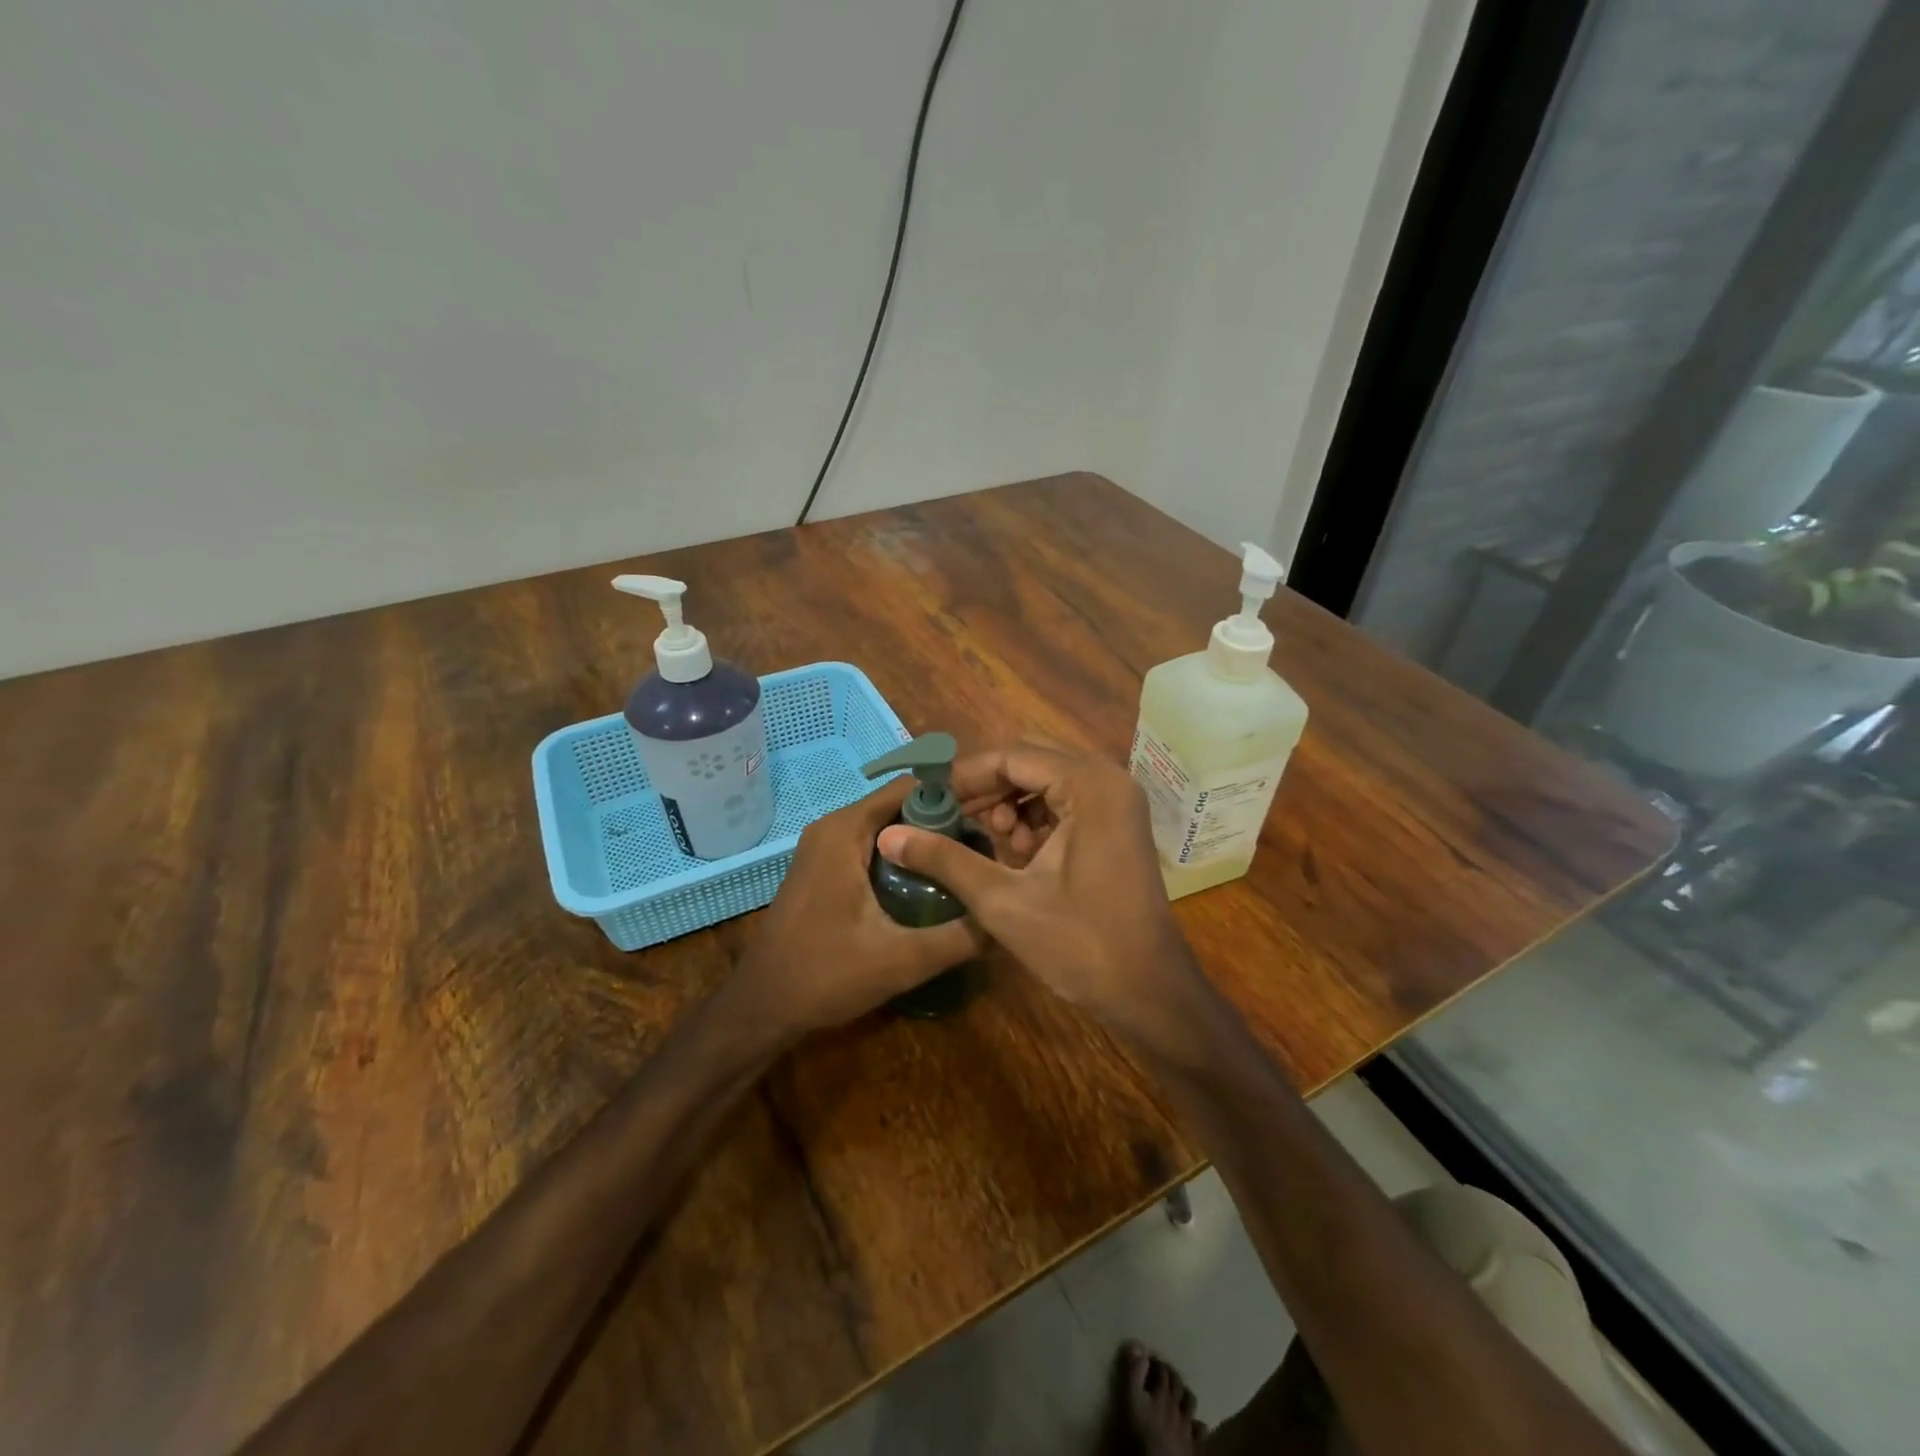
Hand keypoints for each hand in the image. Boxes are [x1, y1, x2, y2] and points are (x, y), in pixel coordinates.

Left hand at [733, 779, 983, 1032]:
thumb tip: (1007, 917)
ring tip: (967, 866)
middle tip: (986, 848)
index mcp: (846, 830)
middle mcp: (833, 827)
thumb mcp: (900, 960)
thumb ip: (958, 938)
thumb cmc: (823, 976)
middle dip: (944, 822)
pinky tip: (931, 886)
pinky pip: (873, 845)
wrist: (762, 1007)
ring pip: (888, 827)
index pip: (912, 787)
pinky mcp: (825, 868)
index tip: (991, 820)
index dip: (955, 797)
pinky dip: (904, 856)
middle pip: (902, 805)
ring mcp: (825, 847)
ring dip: (925, 841)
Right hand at [875, 743, 1202, 1037]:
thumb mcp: (1002, 901)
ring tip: (986, 845)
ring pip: (1046, 782)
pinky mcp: (1117, 825)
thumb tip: (888, 834)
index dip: (963, 776)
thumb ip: (945, 859)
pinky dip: (1033, 821)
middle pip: (1029, 762)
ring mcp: (1117, 802)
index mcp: (1089, 785)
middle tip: (950, 819)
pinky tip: (1015, 855)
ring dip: (1009, 805)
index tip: (926, 799)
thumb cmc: (1080, 945)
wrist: (1150, 993)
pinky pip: (1064, 803)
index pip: (1012, 756)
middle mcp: (1108, 780)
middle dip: (986, 789)